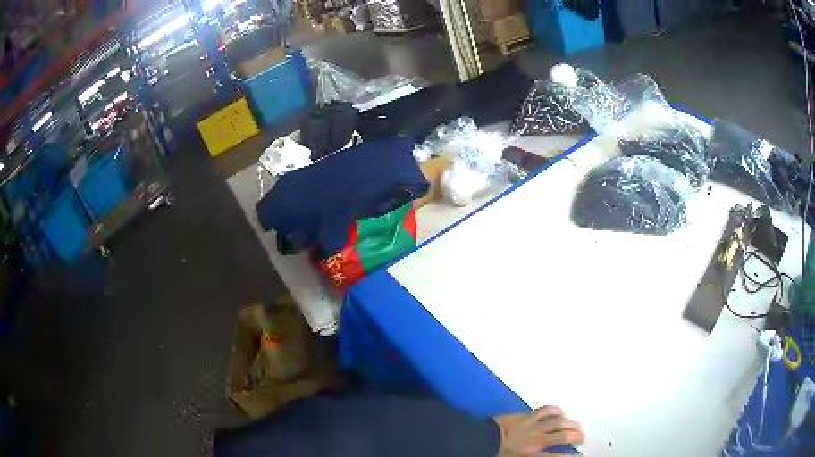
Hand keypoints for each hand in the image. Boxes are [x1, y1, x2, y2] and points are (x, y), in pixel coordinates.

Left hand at [494, 406, 583, 455]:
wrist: (482, 439)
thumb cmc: (496, 452)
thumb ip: (534, 456)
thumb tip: (546, 453)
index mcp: (532, 454)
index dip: (570, 456)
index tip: (580, 455)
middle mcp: (537, 440)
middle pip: (563, 436)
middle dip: (577, 436)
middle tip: (582, 438)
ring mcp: (533, 426)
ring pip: (559, 422)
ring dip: (570, 423)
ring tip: (576, 426)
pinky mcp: (527, 416)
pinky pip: (546, 410)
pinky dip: (555, 410)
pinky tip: (560, 413)